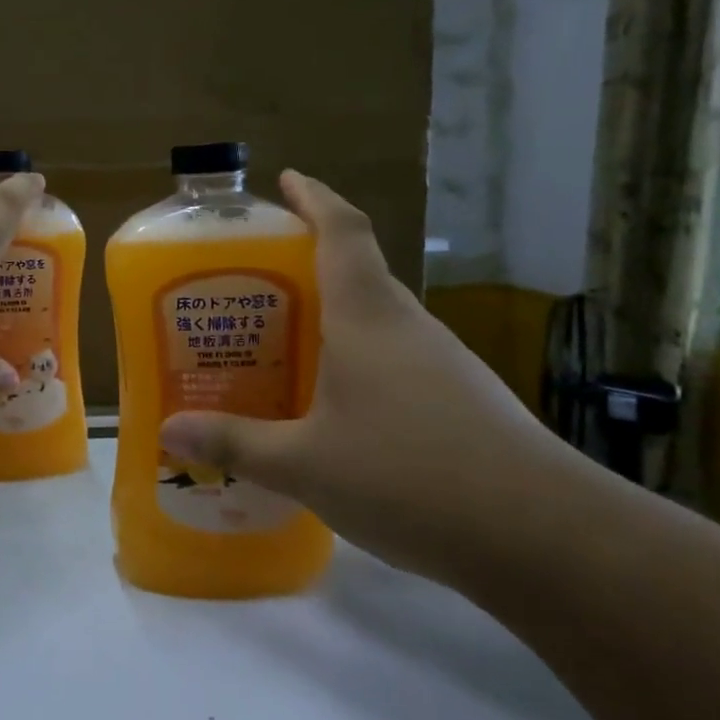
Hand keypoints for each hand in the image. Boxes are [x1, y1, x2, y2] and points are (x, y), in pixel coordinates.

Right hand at [158, 171, 592, 585]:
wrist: (550, 540)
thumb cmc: (410, 477)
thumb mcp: (305, 465)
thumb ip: (236, 443)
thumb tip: (168, 429)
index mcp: (368, 317)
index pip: (342, 230)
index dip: (314, 197)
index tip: (287, 179)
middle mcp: (407, 326)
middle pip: (357, 271)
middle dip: (306, 264)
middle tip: (252, 283)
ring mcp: (443, 363)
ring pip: (377, 320)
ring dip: (332, 318)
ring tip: (281, 344)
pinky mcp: (463, 401)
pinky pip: (396, 360)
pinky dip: (357, 361)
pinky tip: (333, 406)